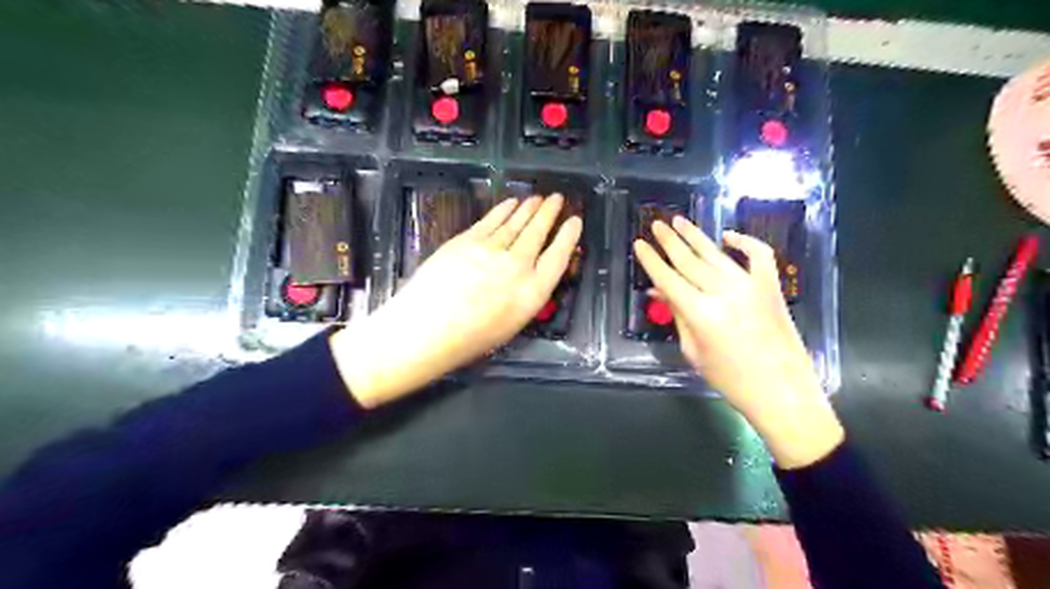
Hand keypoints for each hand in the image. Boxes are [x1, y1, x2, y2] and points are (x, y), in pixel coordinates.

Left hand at [330, 192, 582, 409]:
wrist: (426, 329)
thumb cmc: (470, 340)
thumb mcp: (511, 324)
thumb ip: (525, 295)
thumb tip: (530, 275)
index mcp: (533, 293)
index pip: (558, 257)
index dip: (568, 237)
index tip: (576, 221)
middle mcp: (518, 266)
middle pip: (538, 233)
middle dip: (550, 213)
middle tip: (558, 199)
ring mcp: (491, 249)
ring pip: (516, 222)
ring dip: (529, 208)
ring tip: (539, 198)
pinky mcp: (468, 240)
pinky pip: (492, 220)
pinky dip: (504, 209)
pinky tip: (512, 202)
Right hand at [631, 216, 842, 468]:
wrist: (781, 391)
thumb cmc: (730, 379)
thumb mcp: (693, 351)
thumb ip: (677, 316)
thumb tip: (659, 291)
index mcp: (700, 313)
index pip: (668, 278)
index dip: (651, 260)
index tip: (639, 243)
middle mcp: (723, 292)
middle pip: (689, 260)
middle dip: (669, 241)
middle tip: (656, 224)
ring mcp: (750, 286)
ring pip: (716, 253)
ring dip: (696, 236)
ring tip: (679, 221)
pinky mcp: (770, 286)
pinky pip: (758, 255)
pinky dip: (744, 241)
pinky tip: (728, 236)